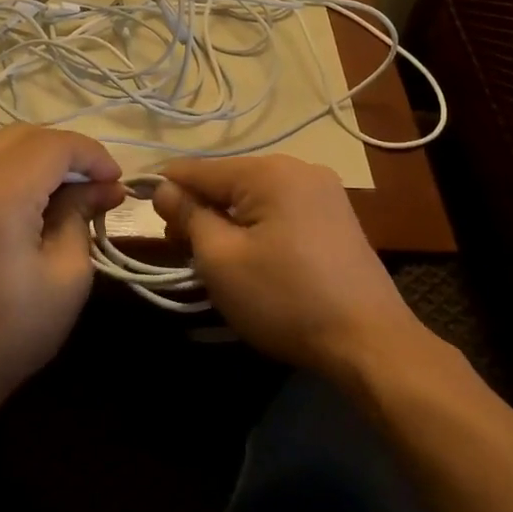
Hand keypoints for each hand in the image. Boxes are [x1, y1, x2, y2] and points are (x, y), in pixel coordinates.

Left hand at [0, 125, 124, 411]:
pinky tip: (33, 198)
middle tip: (97, 184)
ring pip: (1, 144)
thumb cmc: (9, 334)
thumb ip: (82, 216)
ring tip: (70, 191)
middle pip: (25, 135)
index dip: (92, 155)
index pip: (54, 146)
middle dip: (68, 151)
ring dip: (40, 157)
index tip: (116, 182)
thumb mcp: (67, 277)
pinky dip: (13, 168)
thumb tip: (104, 187)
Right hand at [153, 155, 440, 378]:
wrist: (369, 342)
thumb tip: (163, 188)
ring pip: (253, 197)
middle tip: (181, 251)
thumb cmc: (285, 299)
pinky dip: (256, 227)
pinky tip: (251, 258)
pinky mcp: (335, 216)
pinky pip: (279, 210)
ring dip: (226, 221)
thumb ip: (188, 215)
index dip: (165, 188)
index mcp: (269, 170)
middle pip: (227, 180)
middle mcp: (299, 168)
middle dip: (198, 210)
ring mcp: (323, 191)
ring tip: (213, 260)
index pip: (198, 168)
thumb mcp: (221, 259)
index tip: (142, 213)